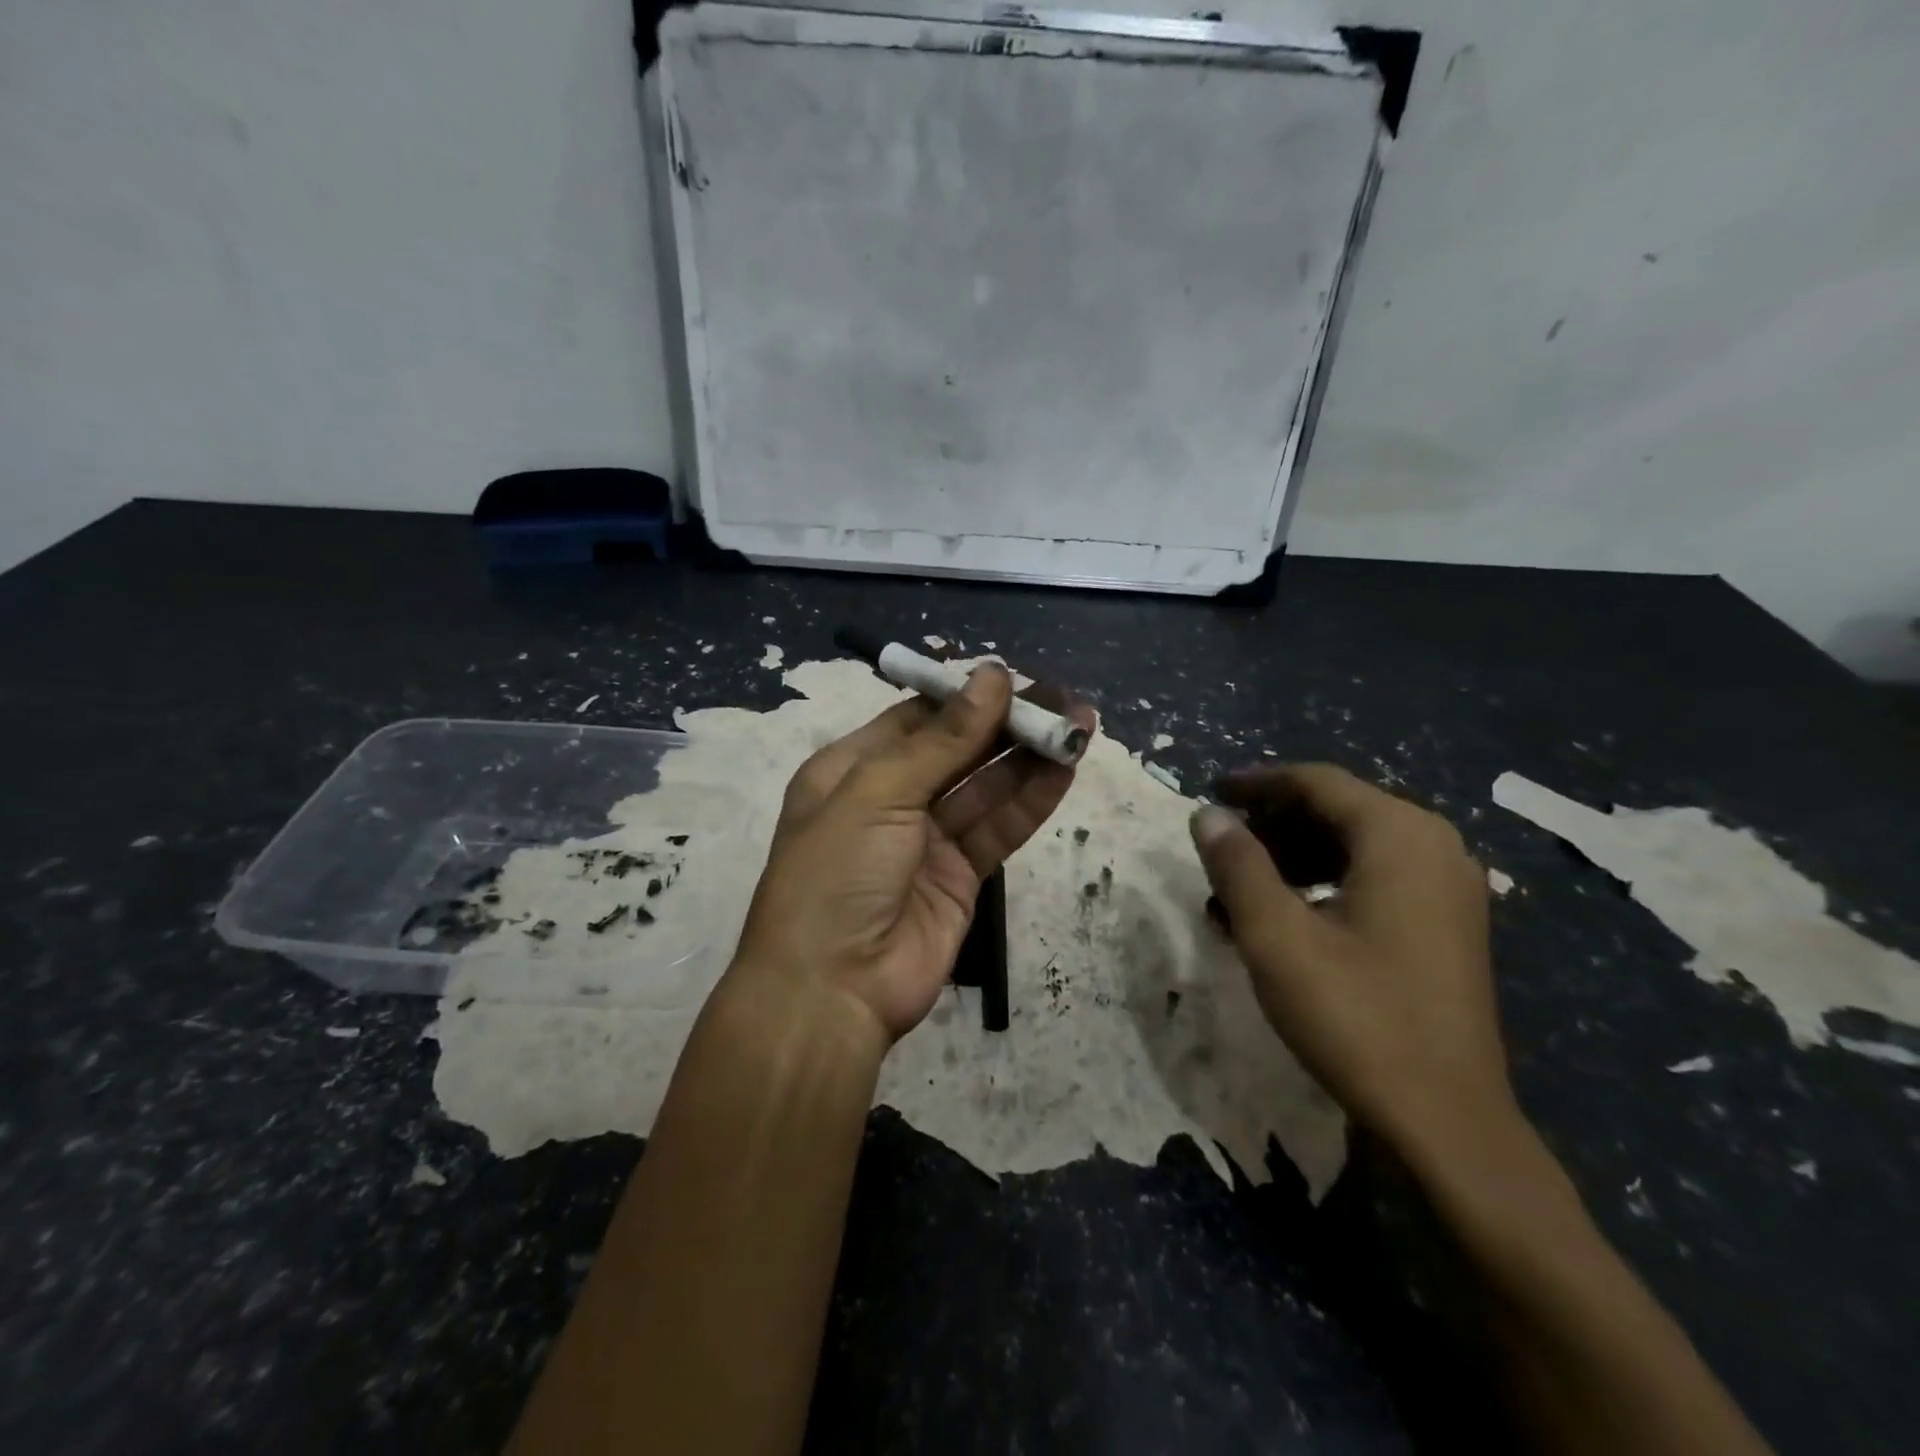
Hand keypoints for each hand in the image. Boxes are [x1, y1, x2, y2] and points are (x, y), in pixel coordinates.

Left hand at [730, 663, 1086, 1045]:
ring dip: (1029, 757)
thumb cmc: (836, 874)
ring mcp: (927, 839)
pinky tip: (1065, 771)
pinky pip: (999, 829)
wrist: (831, 991)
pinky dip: (1031, 801)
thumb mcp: (877, 793)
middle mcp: (890, 799)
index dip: (965, 696)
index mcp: (852, 769)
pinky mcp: (960, 877)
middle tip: (1062, 697)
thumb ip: (941, 739)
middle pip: (957, 749)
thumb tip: (990, 674)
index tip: (1014, 676)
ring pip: (985, 786)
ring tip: (1079, 725)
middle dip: (1007, 723)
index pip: (917, 718)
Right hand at [1189, 764, 1513, 1159]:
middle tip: (1219, 847)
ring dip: (1292, 858)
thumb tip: (1207, 814)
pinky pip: (1374, 879)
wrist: (1446, 1122)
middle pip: (1338, 810)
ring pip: (1354, 846)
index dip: (1257, 784)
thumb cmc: (1355, 1017)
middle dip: (1272, 825)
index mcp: (1399, 835)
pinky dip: (1323, 885)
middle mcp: (1434, 847)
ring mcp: (1448, 889)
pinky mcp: (1447, 926)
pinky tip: (1283, 919)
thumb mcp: (1276, 936)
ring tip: (1239, 891)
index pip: (1317, 783)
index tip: (1210, 791)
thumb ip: (1237, 865)